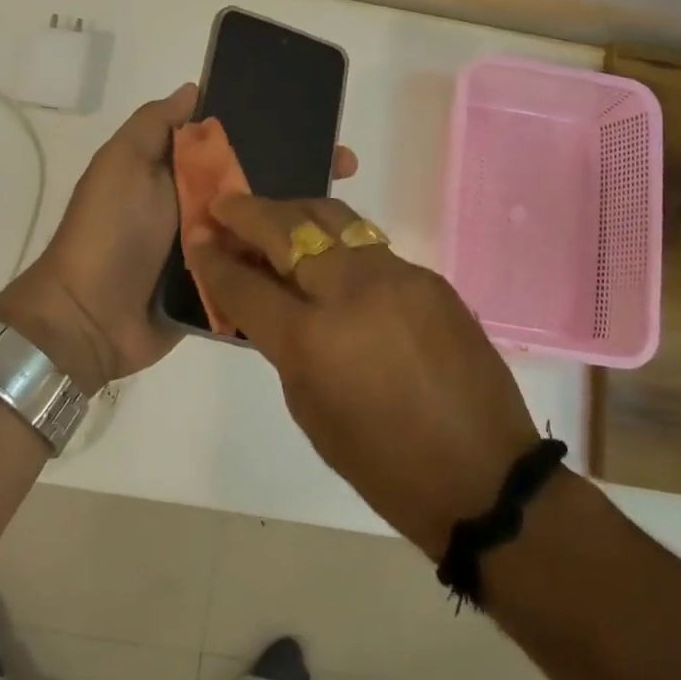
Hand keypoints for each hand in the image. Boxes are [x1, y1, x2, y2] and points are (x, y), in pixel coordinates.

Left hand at [0, 85, 357, 395]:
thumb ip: (154, 125)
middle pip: (258, 182)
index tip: (314, 121)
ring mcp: (214, 250)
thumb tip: (194, 88)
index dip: (271, 128)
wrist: (90, 319)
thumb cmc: (108, 232)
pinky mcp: (224, 289)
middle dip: (301, 169)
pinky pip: (260, 270)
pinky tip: (329, 255)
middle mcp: (200, 207)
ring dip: (302, 216)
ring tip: (347, 210)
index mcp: (179, 173)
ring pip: (265, 226)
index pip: (234, 142)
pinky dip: (288, 262)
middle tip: (345, 165)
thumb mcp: (122, 164)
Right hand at [185, 193, 539, 554]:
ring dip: (293, 212)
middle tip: (224, 205)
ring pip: (333, 219)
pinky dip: (338, 242)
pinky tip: (328, 255)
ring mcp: (395, 276)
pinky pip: (369, 245)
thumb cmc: (382, 463)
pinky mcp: (427, 276)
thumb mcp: (309, 408)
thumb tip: (265, 300)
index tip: (198, 240)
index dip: (213, 261)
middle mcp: (350, 292)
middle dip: (247, 213)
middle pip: (285, 229)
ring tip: (273, 217)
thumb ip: (281, 343)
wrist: (482, 474)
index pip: (245, 284)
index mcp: (311, 340)